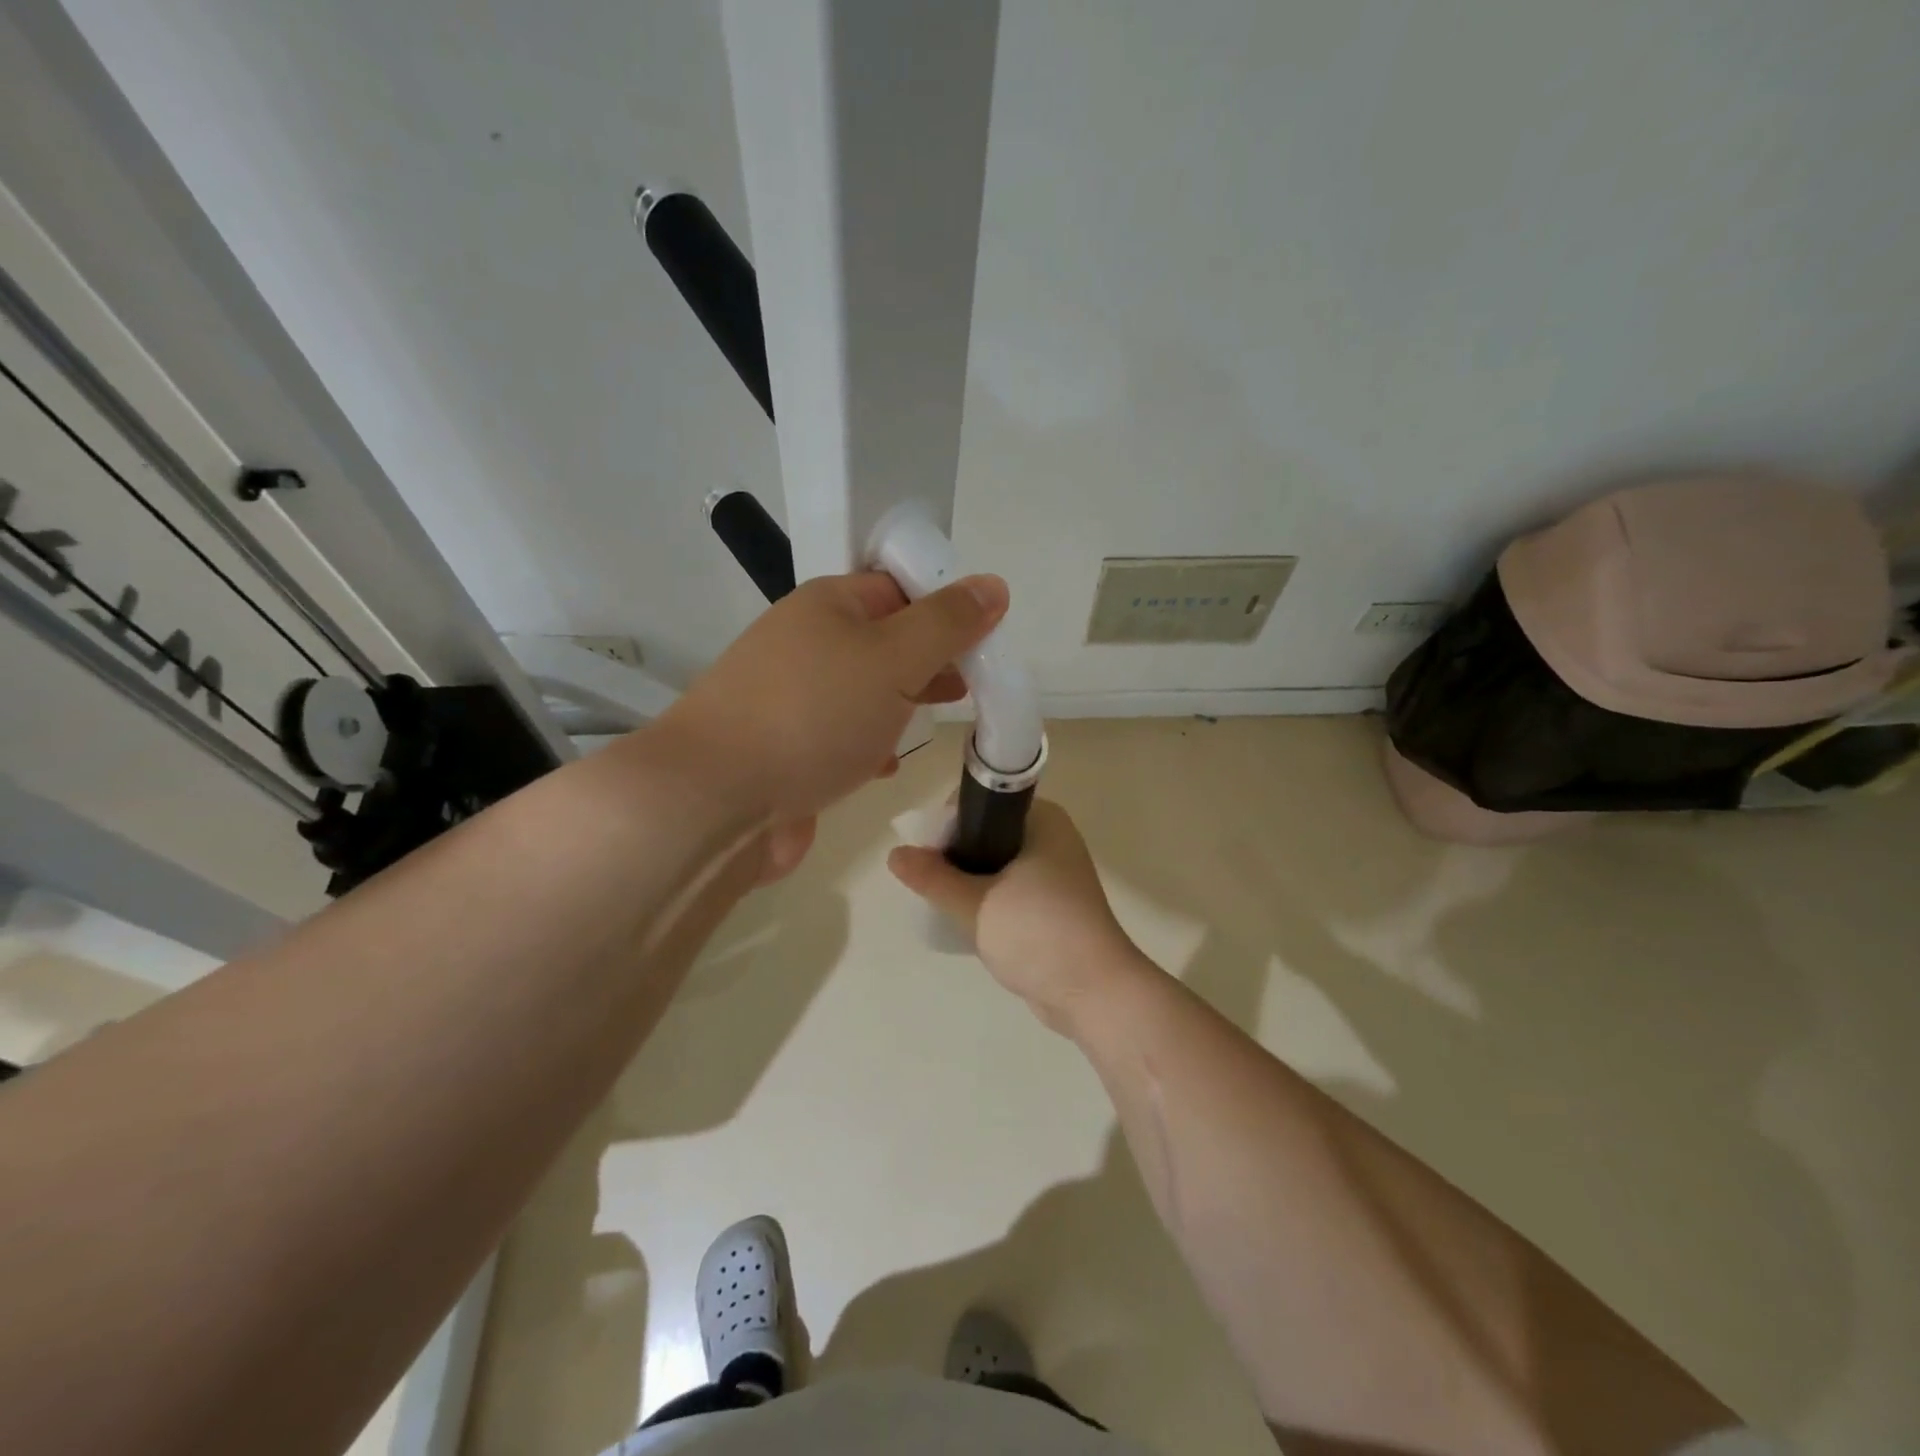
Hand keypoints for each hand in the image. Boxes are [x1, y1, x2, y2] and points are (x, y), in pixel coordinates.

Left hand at [658, 569, 1007, 834]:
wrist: (716, 800)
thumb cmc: (814, 715)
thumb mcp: (895, 658)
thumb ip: (947, 623)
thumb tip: (993, 584)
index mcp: (827, 605)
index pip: (898, 588)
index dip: (943, 608)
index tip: (982, 642)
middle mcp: (804, 643)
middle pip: (882, 641)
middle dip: (926, 662)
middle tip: (966, 687)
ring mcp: (789, 698)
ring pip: (861, 692)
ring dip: (898, 705)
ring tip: (931, 723)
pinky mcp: (783, 748)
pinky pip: (837, 735)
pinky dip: (865, 745)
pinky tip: (882, 766)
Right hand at [888, 800, 1154, 1032]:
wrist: (1095, 993)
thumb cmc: (1039, 934)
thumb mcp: (976, 904)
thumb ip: (933, 878)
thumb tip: (894, 854)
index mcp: (1042, 819)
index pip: (981, 802)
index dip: (948, 822)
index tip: (927, 854)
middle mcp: (1051, 837)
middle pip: (986, 832)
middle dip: (954, 855)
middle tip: (931, 884)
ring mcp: (1054, 873)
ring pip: (995, 863)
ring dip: (968, 880)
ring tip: (944, 904)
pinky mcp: (1052, 904)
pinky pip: (1008, 889)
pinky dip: (986, 899)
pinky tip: (967, 921)